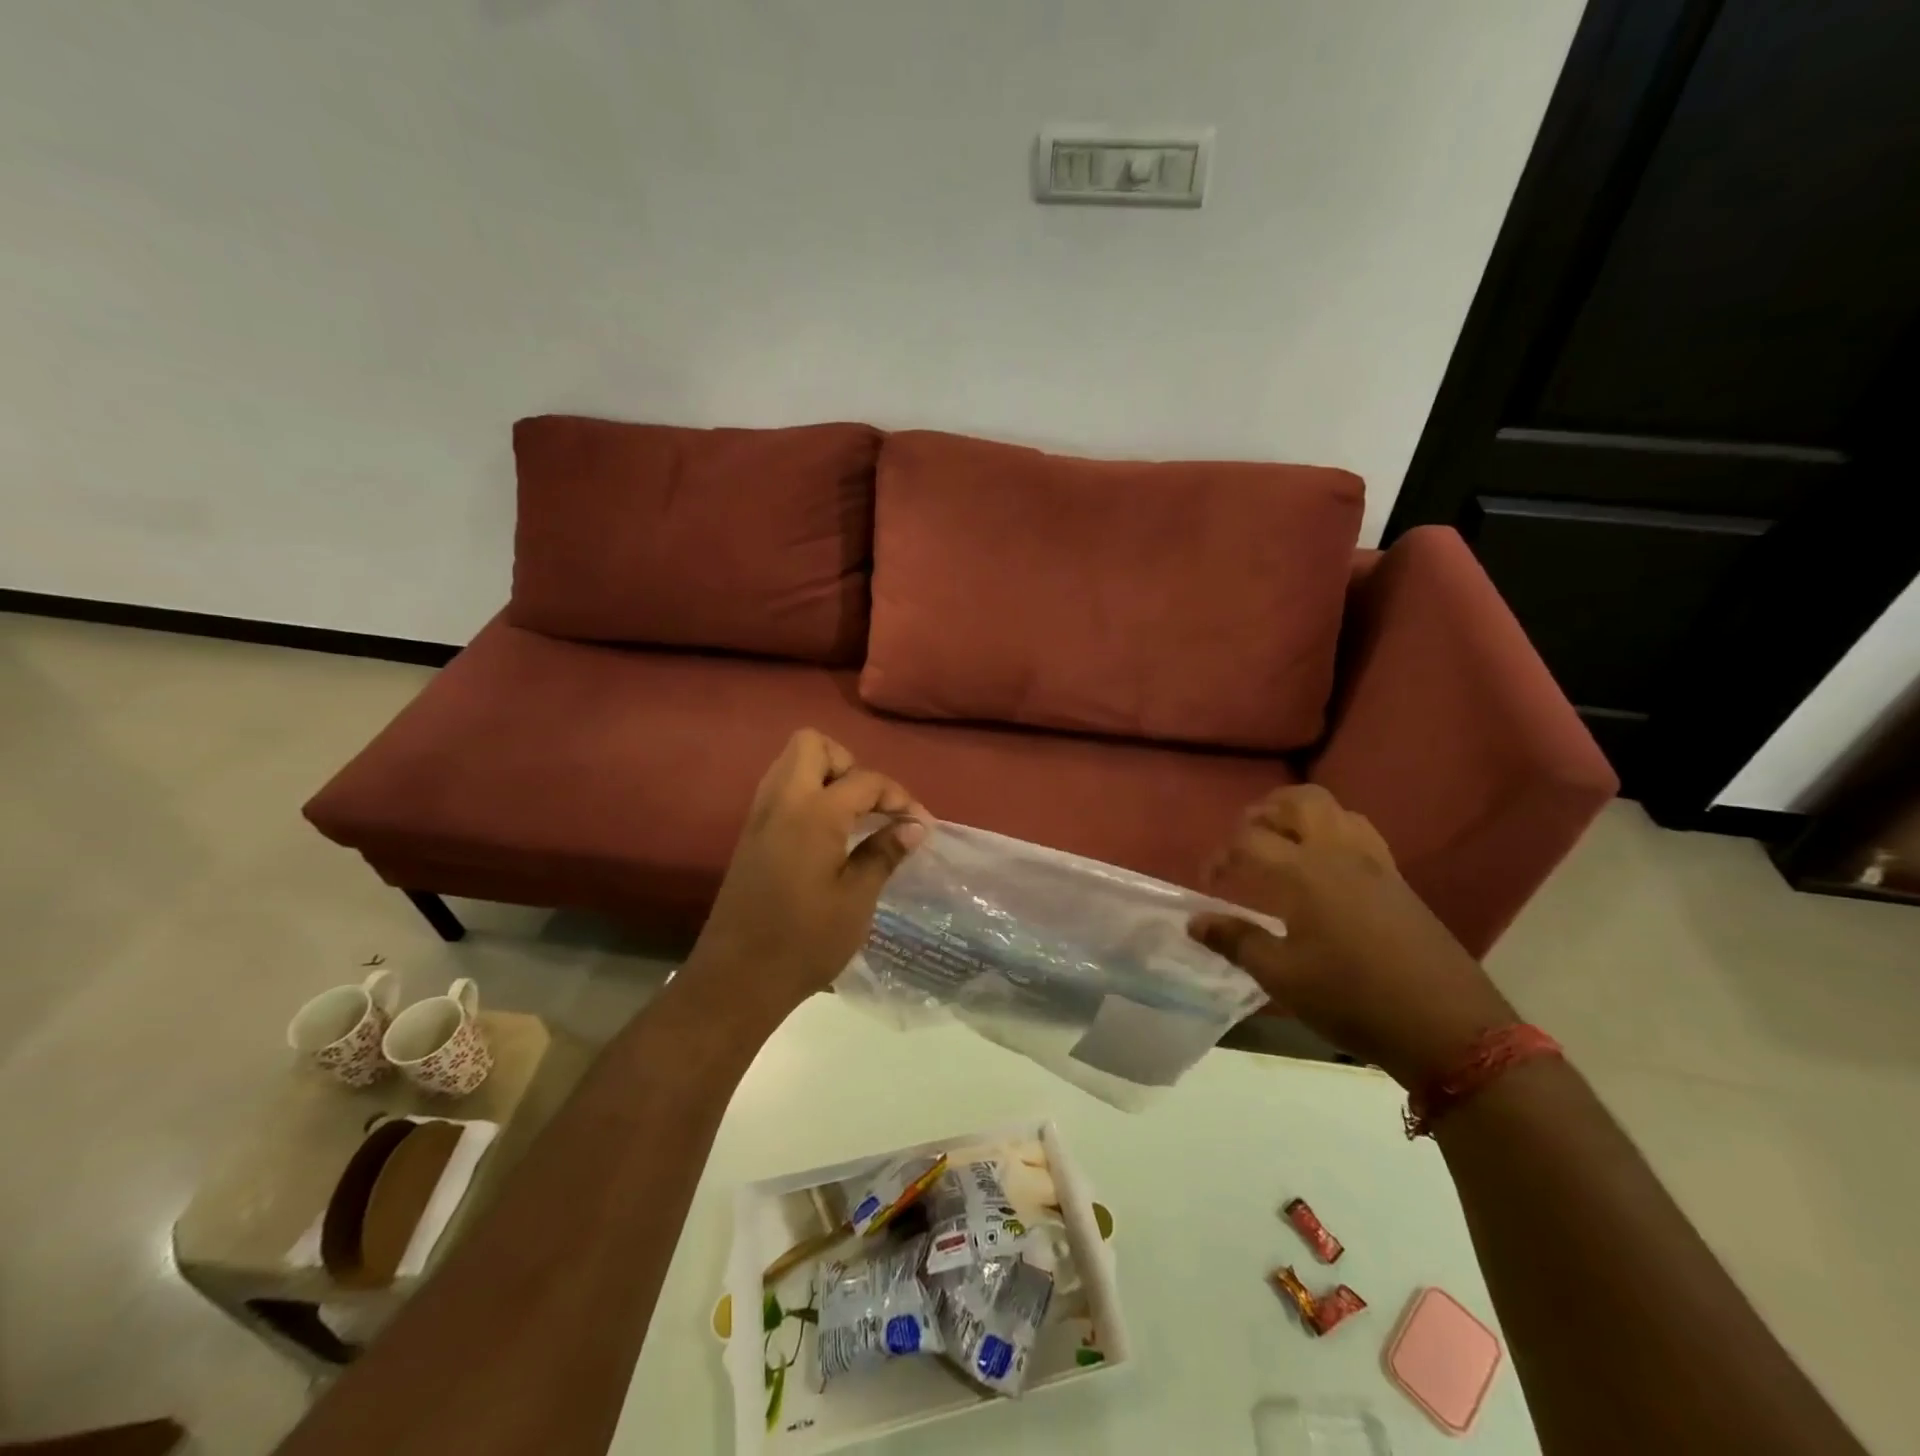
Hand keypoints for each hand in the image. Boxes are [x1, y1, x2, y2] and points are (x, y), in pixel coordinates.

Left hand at [686, 729, 929, 1021]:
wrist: (737, 979)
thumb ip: (884, 853)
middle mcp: (782, 802)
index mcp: (812, 813)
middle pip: (813, 745)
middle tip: (871, 805)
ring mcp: (760, 817)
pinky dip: (808, 796)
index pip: (864, 780)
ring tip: (855, 817)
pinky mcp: (751, 836)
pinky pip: (781, 791)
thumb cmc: (804, 941)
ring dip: (826, 776)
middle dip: (849, 764)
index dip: (898, 797)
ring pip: (792, 765)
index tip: (921, 825)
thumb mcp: (856, 899)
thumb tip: (915, 826)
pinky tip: (829, 834)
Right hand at [1188, 784, 1515, 1088]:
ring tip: (1282, 842)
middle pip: (1299, 801)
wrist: (1448, 1027)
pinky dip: (1332, 831)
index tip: (1210, 881)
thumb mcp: (1283, 977)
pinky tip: (1324, 867)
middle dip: (1265, 811)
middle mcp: (1339, 854)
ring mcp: (1375, 863)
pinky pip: (1360, 832)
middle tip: (1245, 840)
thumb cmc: (1353, 999)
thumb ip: (1237, 941)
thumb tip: (1195, 921)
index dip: (1222, 855)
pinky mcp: (1398, 880)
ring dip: (1301, 814)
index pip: (1250, 841)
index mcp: (1305, 873)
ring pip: (1335, 809)